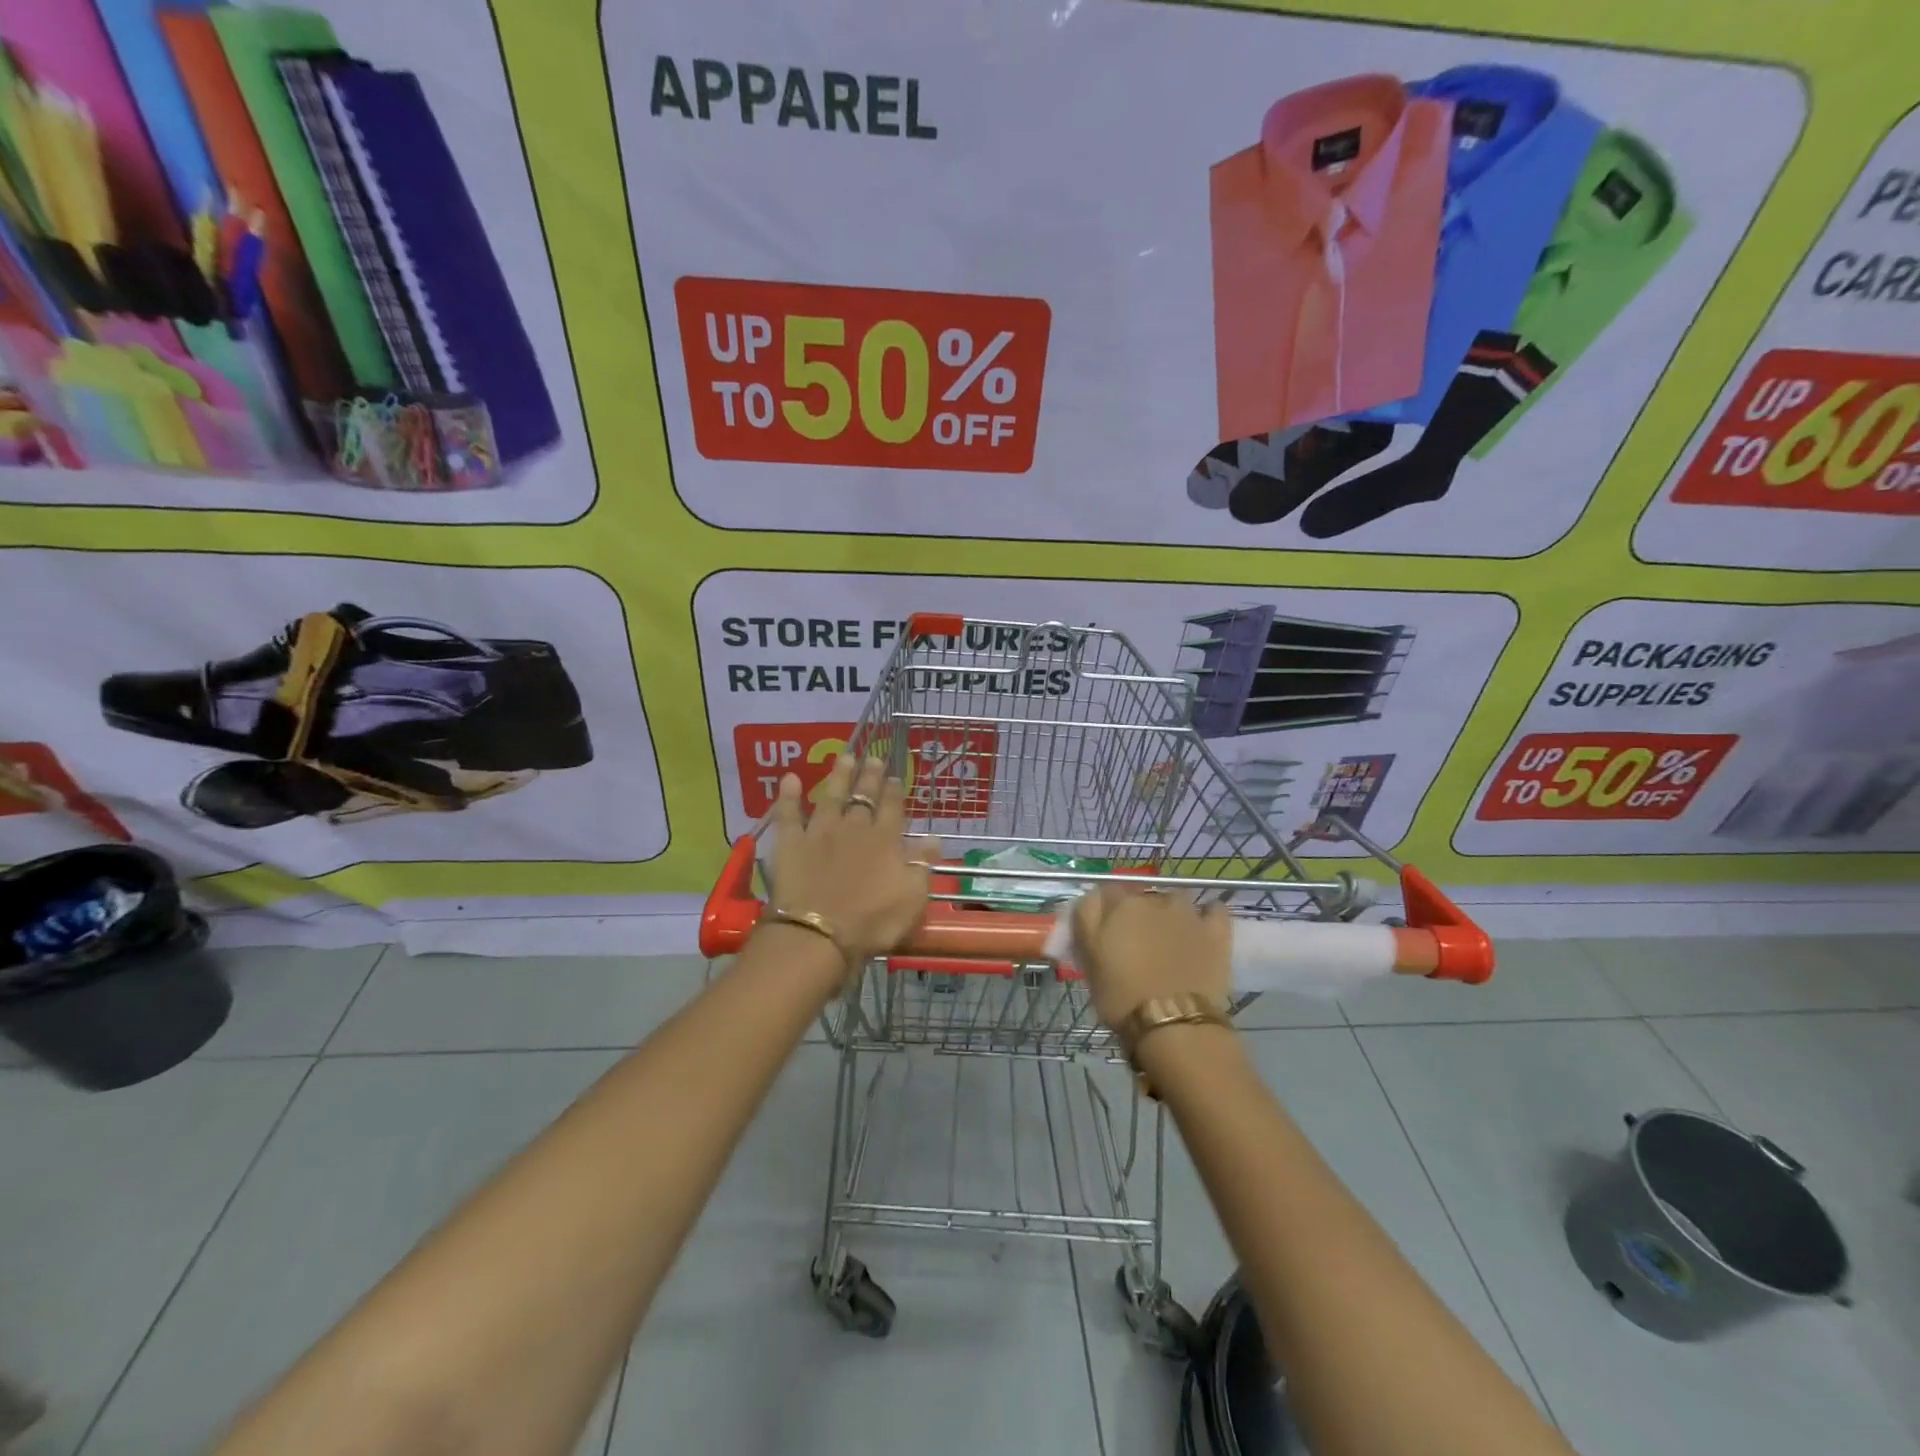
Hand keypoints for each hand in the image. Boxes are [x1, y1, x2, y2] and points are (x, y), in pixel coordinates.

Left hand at [765, 755, 937, 965]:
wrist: (819, 934)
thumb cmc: (872, 921)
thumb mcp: (912, 897)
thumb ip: (922, 864)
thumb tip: (934, 838)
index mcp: (885, 840)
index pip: (892, 807)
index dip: (894, 791)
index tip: (896, 776)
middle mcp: (854, 828)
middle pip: (863, 796)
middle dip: (870, 777)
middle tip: (874, 758)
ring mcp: (820, 832)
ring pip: (831, 796)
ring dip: (838, 776)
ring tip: (845, 757)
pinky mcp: (791, 843)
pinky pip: (789, 814)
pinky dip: (789, 796)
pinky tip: (789, 779)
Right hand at [1071, 886, 1231, 1026]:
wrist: (1173, 1024)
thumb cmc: (1121, 996)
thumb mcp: (1087, 959)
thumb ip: (1086, 921)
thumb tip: (1092, 899)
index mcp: (1120, 905)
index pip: (1105, 893)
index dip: (1104, 912)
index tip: (1103, 933)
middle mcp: (1154, 899)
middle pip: (1141, 897)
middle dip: (1137, 914)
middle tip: (1135, 944)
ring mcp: (1188, 913)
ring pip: (1175, 900)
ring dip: (1170, 913)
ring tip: (1169, 939)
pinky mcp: (1216, 931)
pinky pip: (1214, 910)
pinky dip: (1208, 915)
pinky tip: (1203, 928)